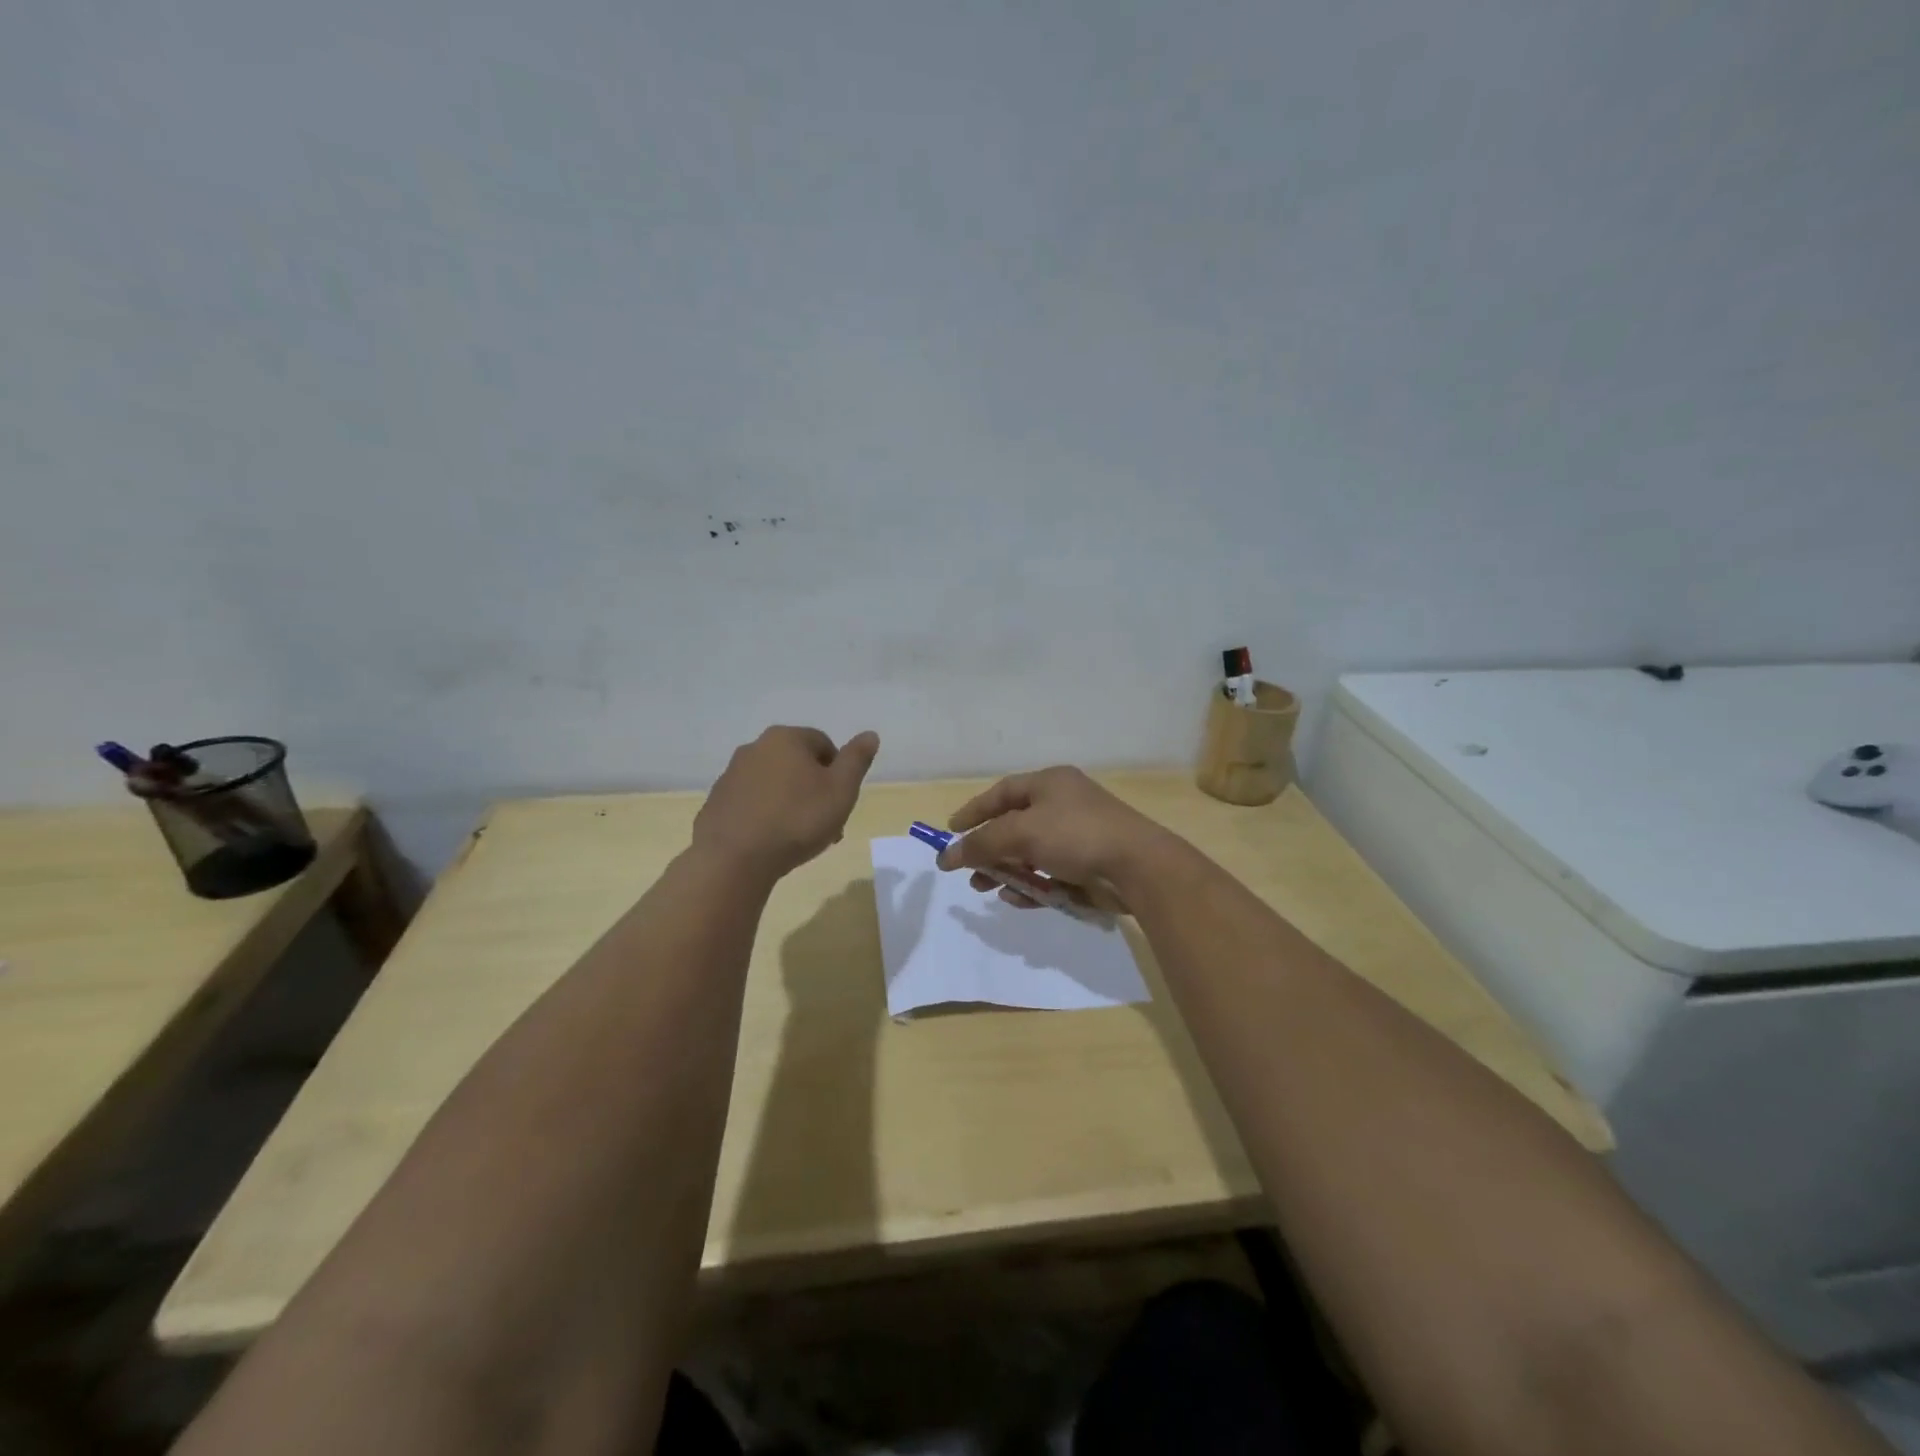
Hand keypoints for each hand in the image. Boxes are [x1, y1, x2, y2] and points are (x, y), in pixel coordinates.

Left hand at [695, 726, 880, 878]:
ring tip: (800, 838)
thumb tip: (870, 735)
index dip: (838, 772)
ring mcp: (731, 775)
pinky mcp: (716, 803)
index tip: (841, 801)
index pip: (823, 744)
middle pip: (796, 764)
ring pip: (773, 784)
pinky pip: (751, 803)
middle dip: (814, 789)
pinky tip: (771, 841)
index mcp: (786, 739)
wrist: (735, 859)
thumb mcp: (841, 790)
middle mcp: (754, 748)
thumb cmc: (797, 820)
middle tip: (826, 824)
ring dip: (790, 803)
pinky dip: (764, 815)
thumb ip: (856, 760)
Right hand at [935, 766, 1175, 908]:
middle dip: (988, 849)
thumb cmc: (1075, 835)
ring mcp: (1077, 837)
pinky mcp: (1087, 867)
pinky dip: (1030, 886)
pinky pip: (1049, 875)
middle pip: (1014, 826)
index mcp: (1050, 784)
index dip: (975, 810)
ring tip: (985, 889)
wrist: (1137, 867)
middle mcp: (1063, 805)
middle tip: (967, 870)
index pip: (1003, 792)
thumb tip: (948, 856)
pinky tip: (1015, 900)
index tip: (951, 830)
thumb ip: (982, 843)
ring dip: (1005, 871)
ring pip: (1030, 854)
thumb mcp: (1021, 833)